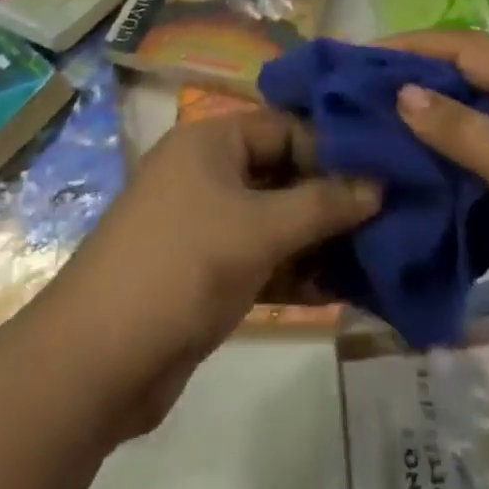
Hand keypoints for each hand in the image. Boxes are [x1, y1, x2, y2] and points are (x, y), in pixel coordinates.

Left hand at [40, 106, 380, 439]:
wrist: (95, 362)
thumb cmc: (180, 267)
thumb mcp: (257, 230)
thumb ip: (322, 205)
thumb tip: (379, 184)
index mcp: (212, 140)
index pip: (285, 125)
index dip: (334, 145)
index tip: (385, 166)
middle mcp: (210, 172)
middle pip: (284, 171)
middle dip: (333, 193)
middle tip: (392, 209)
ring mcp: (210, 223)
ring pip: (278, 218)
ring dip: (322, 236)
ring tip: (382, 248)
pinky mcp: (211, 271)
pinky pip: (266, 257)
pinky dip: (300, 269)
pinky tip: (348, 286)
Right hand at [384, 30, 488, 361]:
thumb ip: (459, 128)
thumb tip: (403, 91)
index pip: (464, 48)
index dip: (413, 46)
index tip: (361, 56)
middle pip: (466, 87)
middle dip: (415, 91)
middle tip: (357, 103)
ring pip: (473, 136)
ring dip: (430, 139)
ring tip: (372, 145)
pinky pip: (485, 179)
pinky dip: (451, 181)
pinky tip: (413, 192)